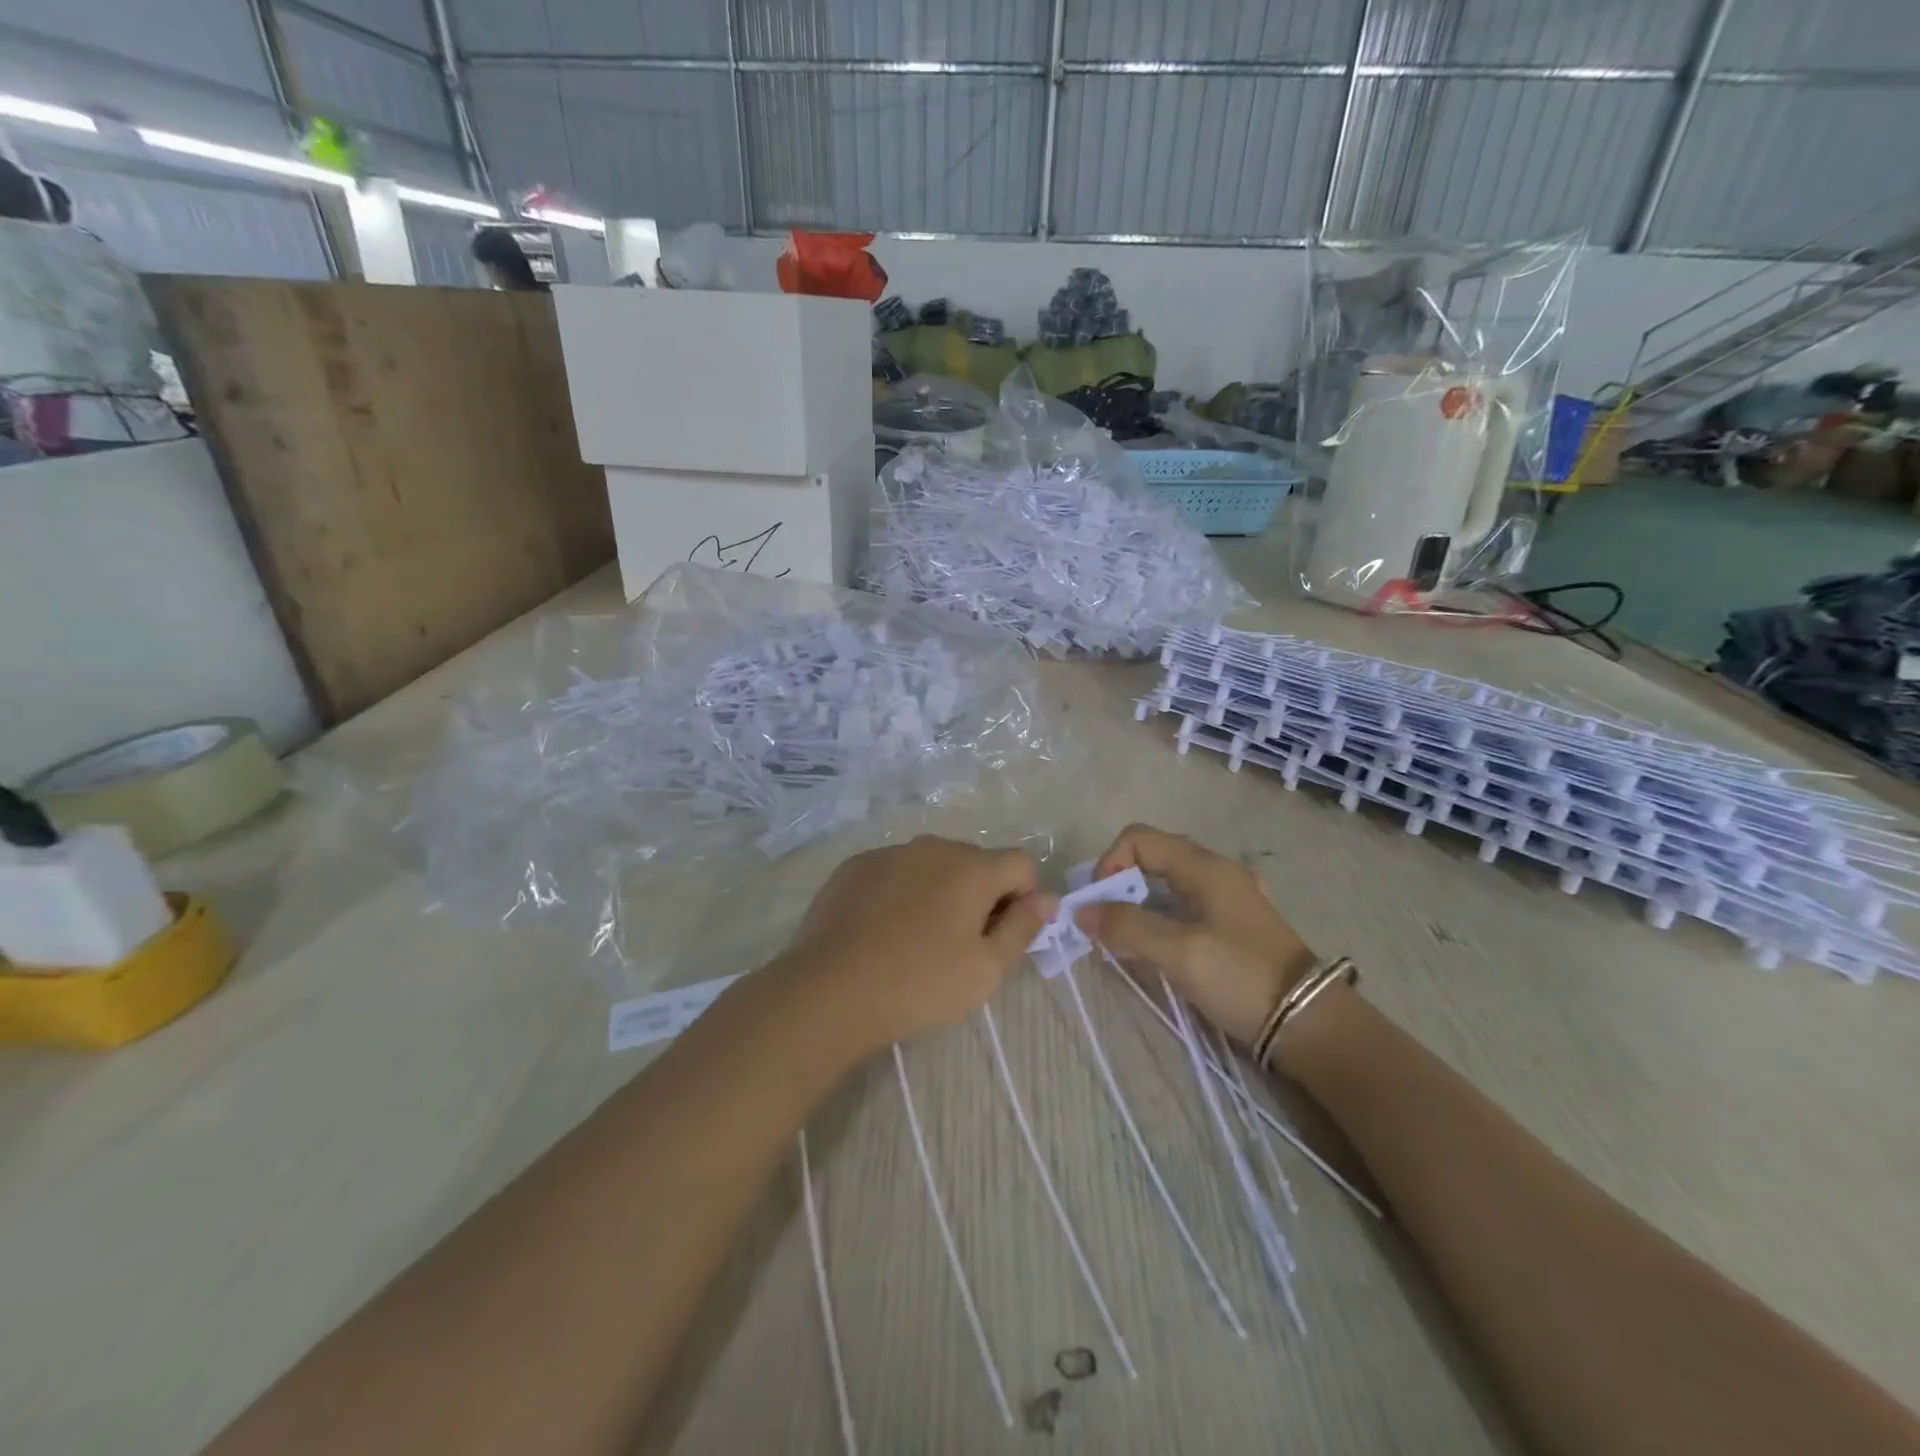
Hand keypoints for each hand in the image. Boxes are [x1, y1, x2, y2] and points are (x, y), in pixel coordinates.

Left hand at [775, 836, 1054, 1058]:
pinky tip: (882, 932)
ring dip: (939, 892)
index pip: (1021, 864)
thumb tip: (1046, 898)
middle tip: (960, 945)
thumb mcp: (986, 968)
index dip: (1023, 899)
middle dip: (980, 895)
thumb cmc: (920, 983)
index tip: (1002, 936)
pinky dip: (900, 893)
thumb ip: (1024, 927)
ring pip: (932, 866)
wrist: (830, 990)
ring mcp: (889, 853)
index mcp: (972, 867)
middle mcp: (933, 846)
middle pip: (975, 863)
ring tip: (916, 940)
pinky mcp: (855, 867)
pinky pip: (895, 872)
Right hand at [1076, 824, 1312, 1046]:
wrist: (1310, 1023)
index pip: (1139, 838)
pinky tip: (1160, 949)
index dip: (1110, 863)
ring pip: (1169, 884)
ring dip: (1140, 905)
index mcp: (1204, 866)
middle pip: (1153, 857)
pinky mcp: (1236, 923)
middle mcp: (1217, 870)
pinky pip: (1187, 906)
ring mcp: (1230, 896)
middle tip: (1108, 923)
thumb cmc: (1241, 977)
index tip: (1100, 904)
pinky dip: (1162, 918)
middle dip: (1121, 884)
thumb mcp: (1178, 951)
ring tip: (1127, 941)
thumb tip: (1081, 910)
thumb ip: (1127, 926)